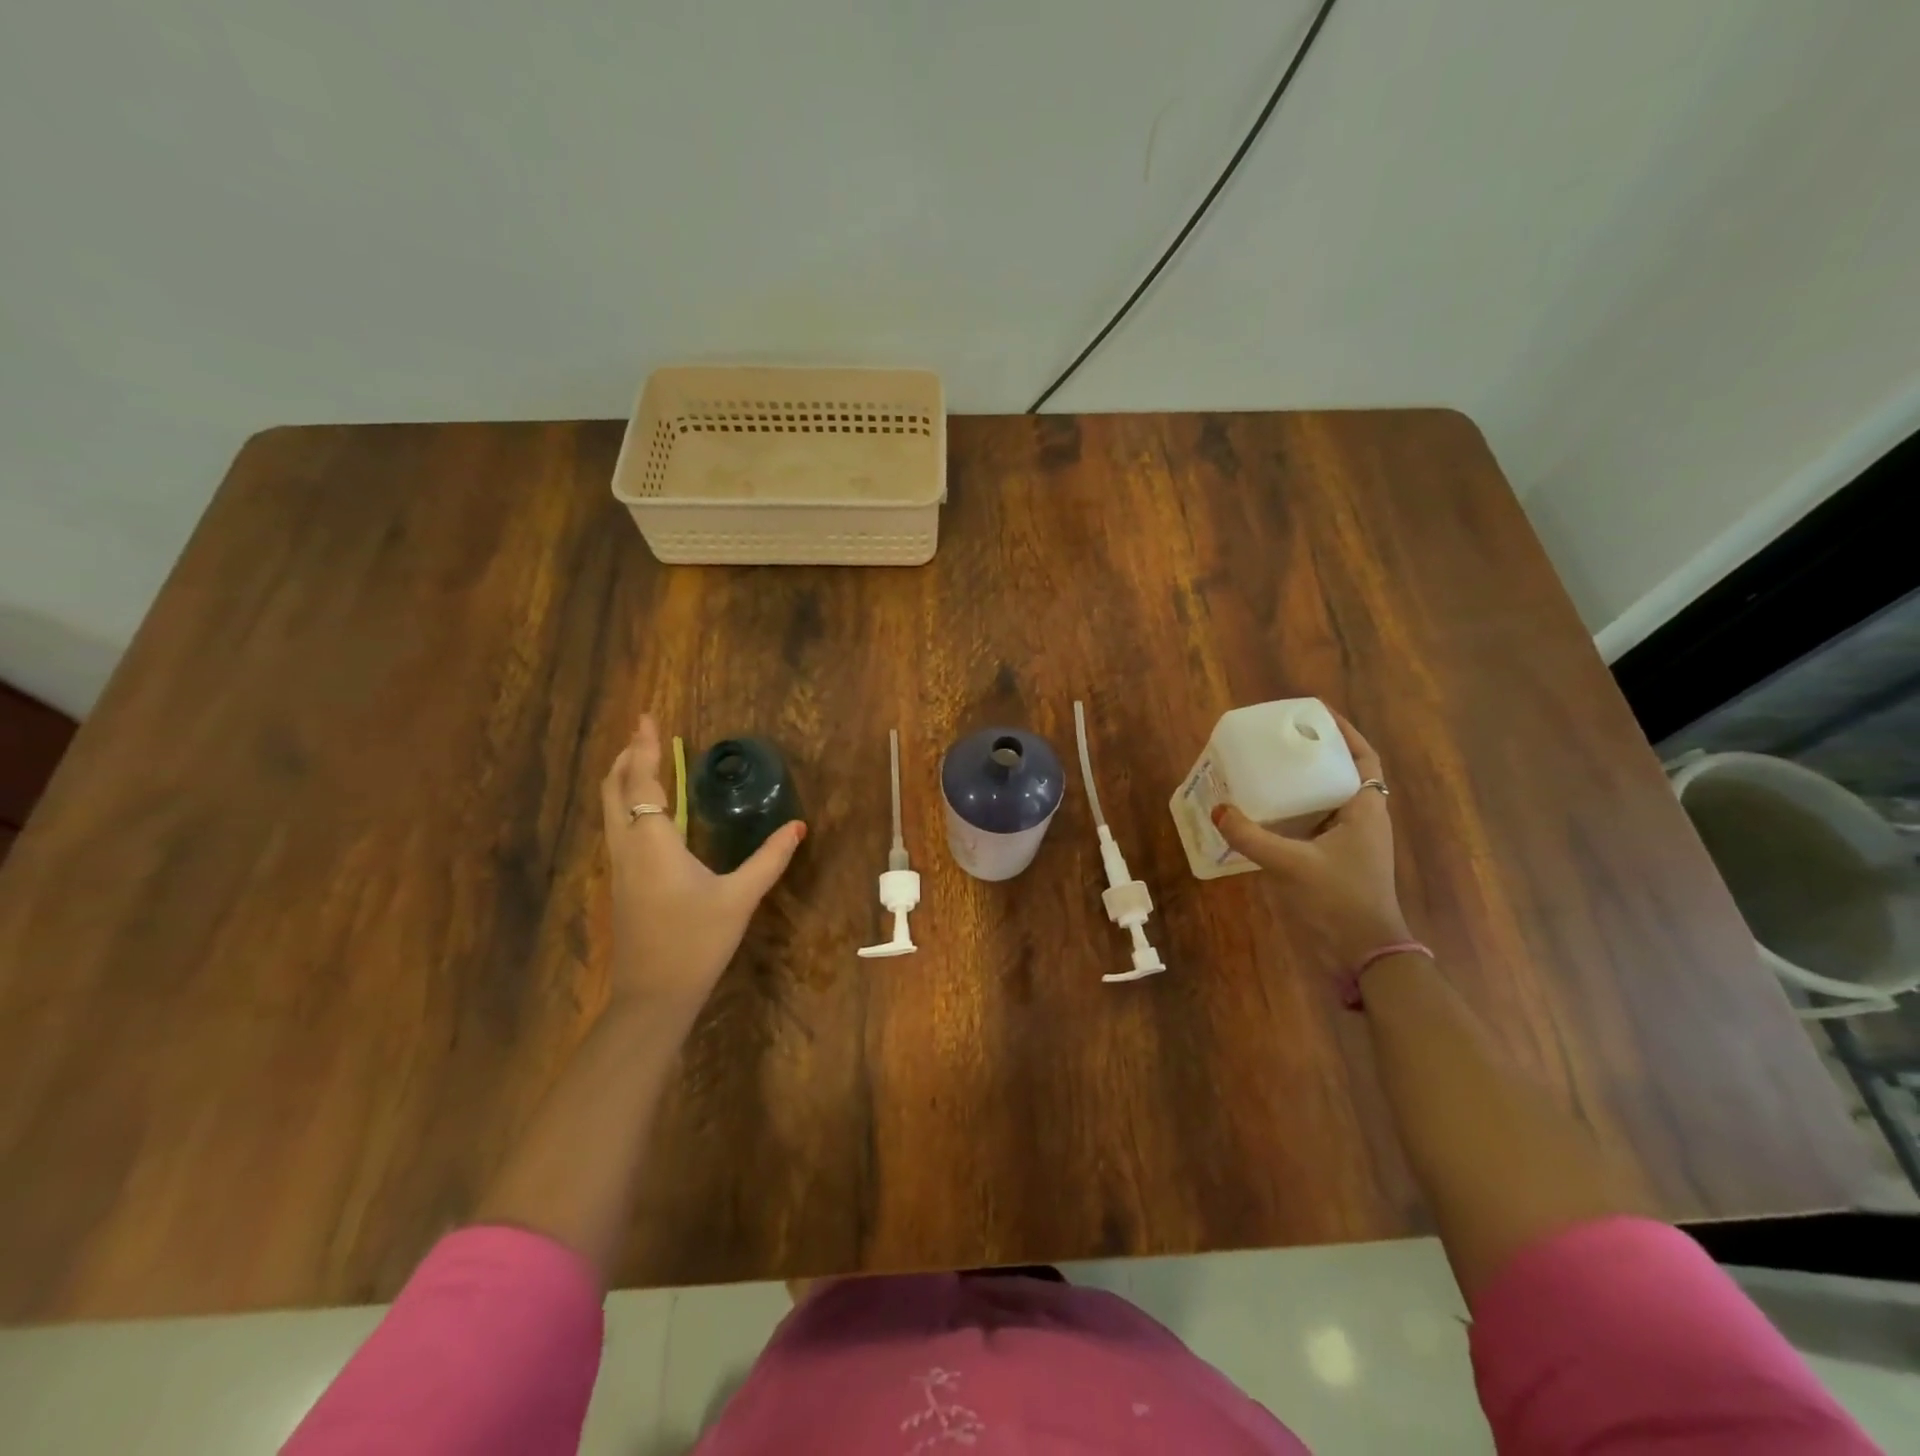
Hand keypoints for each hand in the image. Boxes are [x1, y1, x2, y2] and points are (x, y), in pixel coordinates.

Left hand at [598, 713, 804, 1027]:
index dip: (643, 749)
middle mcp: (628, 849)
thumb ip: (769, 859)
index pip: (642, 783)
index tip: (646, 718)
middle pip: (614, 791)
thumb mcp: (740, 898)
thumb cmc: (696, 942)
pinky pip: (618, 828)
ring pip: (610, 810)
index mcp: (653, 844)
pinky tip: (648, 809)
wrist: (654, 996)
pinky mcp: (622, 884)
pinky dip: (627, 803)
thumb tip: (798, 827)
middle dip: (625, 758)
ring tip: (642, 760)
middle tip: (643, 733)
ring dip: (623, 779)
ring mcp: (620, 868)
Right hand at [1213, 712, 1409, 965]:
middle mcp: (1362, 821)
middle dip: (1314, 754)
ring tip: (1267, 769)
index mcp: (1365, 811)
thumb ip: (1252, 837)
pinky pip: (1313, 824)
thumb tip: (1218, 810)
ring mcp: (1349, 844)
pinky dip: (1293, 813)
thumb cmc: (1340, 900)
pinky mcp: (1335, 862)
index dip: (1344, 733)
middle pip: (1342, 774)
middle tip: (1279, 740)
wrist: (1364, 954)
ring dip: (1302, 784)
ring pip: (1326, 800)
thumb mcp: (1292, 864)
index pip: (1363, 758)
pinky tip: (1263, 813)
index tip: (1314, 714)